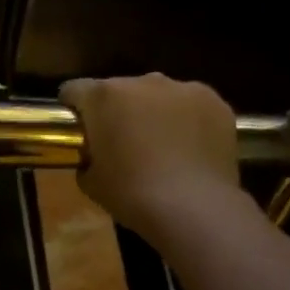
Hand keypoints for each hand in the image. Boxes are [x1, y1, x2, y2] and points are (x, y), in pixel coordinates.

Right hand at [60, 73, 249, 246]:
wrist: (194, 207)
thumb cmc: (131, 194)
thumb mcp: (91, 183)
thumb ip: (86, 159)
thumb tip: (93, 157)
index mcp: (104, 97)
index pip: (75, 90)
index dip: (73, 108)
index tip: (77, 129)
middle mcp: (143, 82)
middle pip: (120, 90)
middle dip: (117, 111)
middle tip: (121, 144)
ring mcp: (184, 88)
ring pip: (159, 96)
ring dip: (154, 113)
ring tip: (161, 147)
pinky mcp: (216, 102)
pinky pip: (192, 106)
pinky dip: (187, 121)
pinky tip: (189, 150)